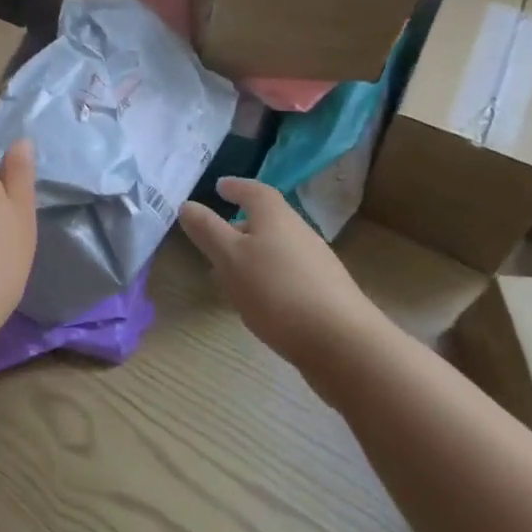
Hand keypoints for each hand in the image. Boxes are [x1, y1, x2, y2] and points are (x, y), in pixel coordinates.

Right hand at [177, 177, 389, 405]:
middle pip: (268, 220)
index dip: (236, 187)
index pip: (254, 190)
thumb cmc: (277, 291)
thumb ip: (206, 230)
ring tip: (231, 273)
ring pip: (277, 248)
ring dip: (253, 253)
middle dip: (240, 225)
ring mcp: (317, 264)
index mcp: (275, 216)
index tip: (219, 186)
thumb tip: (187, 204)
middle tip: (216, 236)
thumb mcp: (229, 258)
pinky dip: (269, 276)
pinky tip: (260, 301)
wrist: (344, 345)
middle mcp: (300, 232)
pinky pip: (289, 273)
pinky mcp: (326, 294)